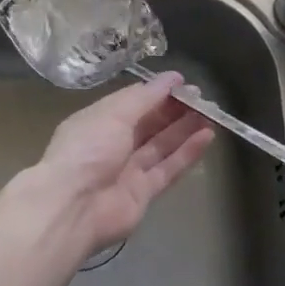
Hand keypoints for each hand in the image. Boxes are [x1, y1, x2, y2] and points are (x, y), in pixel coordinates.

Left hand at [33, 73, 214, 255]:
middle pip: (149, 123)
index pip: (132, 101)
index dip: (157, 91)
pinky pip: (168, 168)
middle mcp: (113, 143)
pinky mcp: (143, 193)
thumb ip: (145, 97)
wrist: (73, 207)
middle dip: (174, 110)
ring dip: (185, 129)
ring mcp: (128, 169)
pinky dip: (187, 153)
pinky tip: (207, 137)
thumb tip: (170, 78)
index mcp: (99, 120)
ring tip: (211, 114)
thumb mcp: (113, 113)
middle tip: (202, 99)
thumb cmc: (88, 149)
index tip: (183, 83)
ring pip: (162, 145)